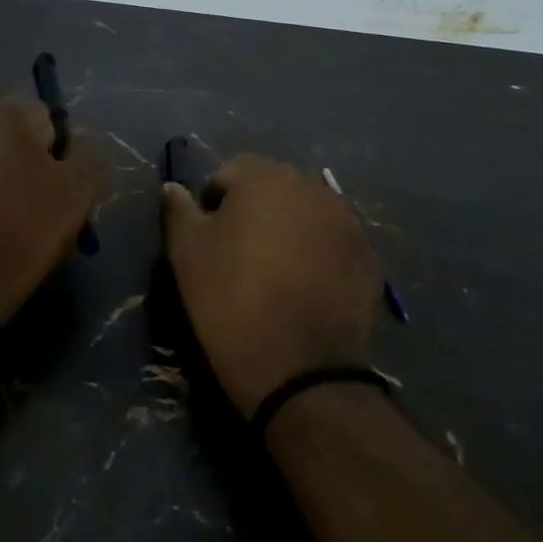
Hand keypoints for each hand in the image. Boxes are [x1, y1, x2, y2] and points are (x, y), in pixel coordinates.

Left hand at [0, 99, 108, 322]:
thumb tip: (75, 138)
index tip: (54, 188)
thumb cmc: (25, 233)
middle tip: (24, 201)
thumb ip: (88, 152)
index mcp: (5, 114)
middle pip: (4, 131)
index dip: (55, 153)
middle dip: (15, 156)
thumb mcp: (79, 192)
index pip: (45, 118)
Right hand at [162, 155, 382, 414]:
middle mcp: (313, 188)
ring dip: (289, 231)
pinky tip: (306, 290)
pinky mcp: (369, 258)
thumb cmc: (231, 300)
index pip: (231, 172)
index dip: (213, 202)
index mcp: (266, 178)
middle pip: (274, 189)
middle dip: (255, 212)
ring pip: (307, 215)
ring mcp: (348, 222)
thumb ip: (179, 211)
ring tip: (275, 274)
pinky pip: (334, 244)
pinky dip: (319, 256)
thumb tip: (173, 188)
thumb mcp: (187, 254)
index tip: (207, 239)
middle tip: (239, 255)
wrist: (299, 369)